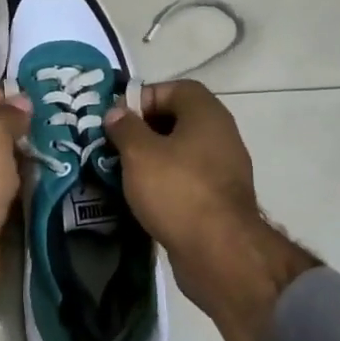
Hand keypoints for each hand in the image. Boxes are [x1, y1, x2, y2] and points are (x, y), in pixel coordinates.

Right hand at [105, 81, 317, 340]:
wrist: (219, 252)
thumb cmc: (177, 191)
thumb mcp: (140, 153)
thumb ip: (125, 128)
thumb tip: (117, 113)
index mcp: (206, 115)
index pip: (176, 88)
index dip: (145, 97)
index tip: (119, 119)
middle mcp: (220, 136)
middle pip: (178, 120)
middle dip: (145, 129)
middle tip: (116, 145)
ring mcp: (224, 170)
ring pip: (181, 152)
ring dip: (153, 158)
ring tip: (123, 172)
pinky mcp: (220, 200)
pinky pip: (187, 180)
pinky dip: (166, 183)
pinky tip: (143, 197)